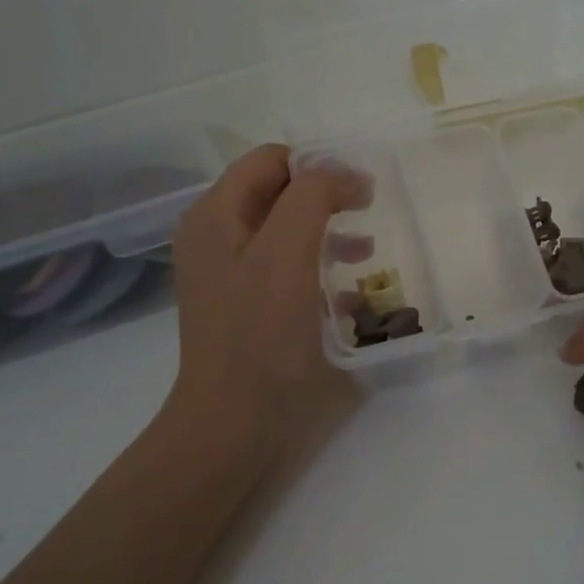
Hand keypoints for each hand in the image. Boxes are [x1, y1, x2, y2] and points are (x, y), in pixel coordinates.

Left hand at [166, 144, 369, 463]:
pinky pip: (287, 271)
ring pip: (286, 232)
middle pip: (278, 194)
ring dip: (328, 234)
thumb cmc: (260, 335)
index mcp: (216, 215)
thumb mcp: (287, 254)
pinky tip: (349, 297)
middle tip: (367, 215)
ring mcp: (230, 275)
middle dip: (325, 198)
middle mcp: (217, 237)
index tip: (360, 192)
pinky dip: (319, 271)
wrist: (233, 423)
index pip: (270, 160)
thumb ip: (312, 197)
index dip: (317, 166)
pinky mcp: (247, 306)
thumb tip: (344, 175)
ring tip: (364, 255)